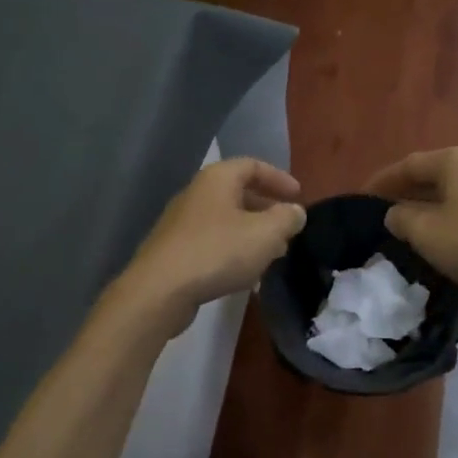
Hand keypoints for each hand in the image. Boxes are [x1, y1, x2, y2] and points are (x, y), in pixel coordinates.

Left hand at [119, 158, 306, 334]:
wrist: (159, 290)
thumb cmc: (218, 252)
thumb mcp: (265, 234)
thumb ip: (287, 218)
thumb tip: (295, 211)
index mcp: (218, 179)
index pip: (253, 166)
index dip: (279, 179)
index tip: (298, 197)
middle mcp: (197, 194)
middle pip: (238, 193)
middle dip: (267, 210)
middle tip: (288, 229)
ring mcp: (182, 223)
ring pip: (226, 221)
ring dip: (252, 234)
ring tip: (273, 254)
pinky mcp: (174, 250)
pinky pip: (212, 243)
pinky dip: (233, 251)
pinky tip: (246, 275)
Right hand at [368, 147, 457, 307]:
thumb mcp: (428, 233)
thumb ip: (402, 219)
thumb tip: (395, 213)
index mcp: (455, 160)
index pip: (408, 164)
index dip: (382, 181)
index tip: (362, 199)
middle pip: (433, 176)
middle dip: (407, 194)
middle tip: (384, 214)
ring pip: (456, 193)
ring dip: (432, 209)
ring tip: (414, 230)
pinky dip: (455, 220)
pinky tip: (450, 241)